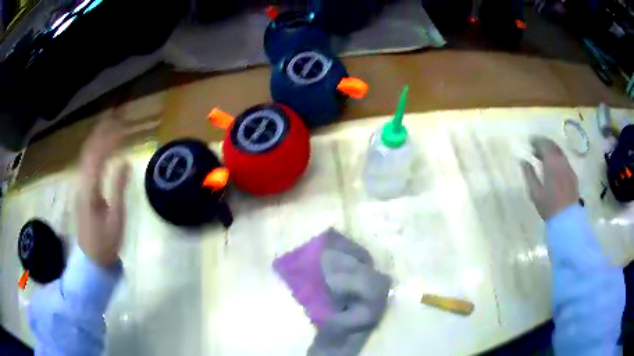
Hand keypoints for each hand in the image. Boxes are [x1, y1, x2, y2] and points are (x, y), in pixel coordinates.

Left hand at [77, 119, 129, 267]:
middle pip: (89, 151)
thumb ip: (118, 188)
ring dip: (97, 139)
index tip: (122, 125)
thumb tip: (125, 161)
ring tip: (109, 126)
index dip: (108, 139)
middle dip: (101, 132)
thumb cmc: (106, 242)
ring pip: (86, 156)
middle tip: (115, 117)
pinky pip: (87, 164)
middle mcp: (82, 183)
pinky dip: (94, 151)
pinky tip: (101, 148)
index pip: (98, 156)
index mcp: (90, 189)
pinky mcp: (83, 191)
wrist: (92, 259)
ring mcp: (81, 186)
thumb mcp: (116, 218)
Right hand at [521, 137, 578, 219]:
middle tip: (535, 147)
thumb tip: (523, 161)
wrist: (567, 219)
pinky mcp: (573, 174)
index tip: (529, 141)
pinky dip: (557, 158)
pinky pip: (564, 160)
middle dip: (544, 143)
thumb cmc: (549, 206)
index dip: (536, 141)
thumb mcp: (535, 193)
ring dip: (551, 150)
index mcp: (552, 163)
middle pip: (553, 145)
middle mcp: (562, 161)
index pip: (544, 144)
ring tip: (543, 156)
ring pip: (559, 152)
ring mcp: (569, 167)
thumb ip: (529, 174)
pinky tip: (553, 165)